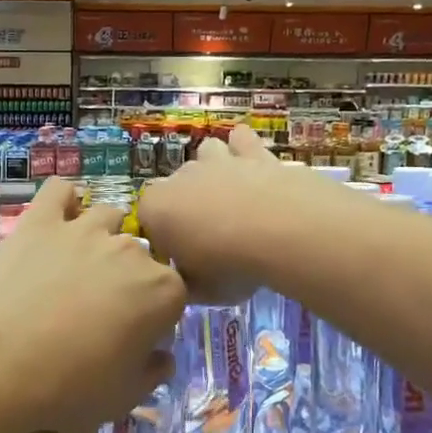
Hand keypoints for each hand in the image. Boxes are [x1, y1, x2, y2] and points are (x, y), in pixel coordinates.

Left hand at [0, 179, 186, 432]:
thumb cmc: (69, 387)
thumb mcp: (124, 397)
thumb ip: (152, 373)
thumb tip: (162, 358)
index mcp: (161, 291)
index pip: (174, 295)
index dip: (156, 316)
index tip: (135, 337)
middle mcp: (131, 250)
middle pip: (141, 256)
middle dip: (129, 278)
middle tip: (100, 310)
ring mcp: (84, 229)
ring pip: (107, 216)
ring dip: (102, 236)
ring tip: (80, 263)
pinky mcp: (41, 221)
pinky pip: (59, 192)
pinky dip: (62, 201)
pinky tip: (57, 219)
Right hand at [139, 124, 329, 302]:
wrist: (284, 232)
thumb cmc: (231, 265)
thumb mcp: (201, 291)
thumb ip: (187, 283)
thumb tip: (188, 281)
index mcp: (156, 208)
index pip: (147, 221)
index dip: (164, 240)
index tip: (183, 260)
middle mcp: (180, 177)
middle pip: (176, 188)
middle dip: (188, 206)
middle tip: (212, 237)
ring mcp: (218, 160)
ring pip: (205, 154)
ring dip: (213, 170)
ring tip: (230, 196)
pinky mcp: (254, 153)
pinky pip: (241, 140)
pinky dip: (243, 147)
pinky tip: (250, 159)